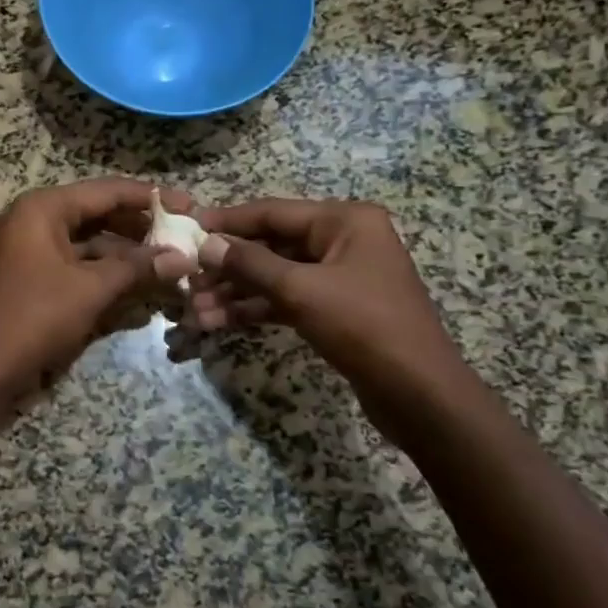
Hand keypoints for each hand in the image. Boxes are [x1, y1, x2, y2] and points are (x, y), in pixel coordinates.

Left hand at [0, 179, 194, 408]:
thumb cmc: (35, 317)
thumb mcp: (91, 289)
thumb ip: (138, 268)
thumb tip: (184, 259)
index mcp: (43, 208)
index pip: (106, 191)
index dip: (150, 198)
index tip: (190, 205)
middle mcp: (33, 218)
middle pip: (97, 212)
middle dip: (139, 227)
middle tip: (183, 236)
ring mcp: (28, 247)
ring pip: (87, 240)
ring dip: (125, 252)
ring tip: (168, 261)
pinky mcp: (30, 274)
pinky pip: (74, 261)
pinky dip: (103, 270)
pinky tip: (137, 283)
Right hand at [182, 200, 481, 443]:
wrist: (420, 395)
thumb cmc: (364, 327)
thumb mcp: (301, 290)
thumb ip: (250, 263)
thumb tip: (206, 244)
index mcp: (345, 221)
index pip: (273, 212)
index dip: (229, 220)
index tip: (189, 227)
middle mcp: (344, 240)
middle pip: (272, 245)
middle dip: (229, 266)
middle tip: (188, 278)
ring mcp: (340, 276)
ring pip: (276, 275)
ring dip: (236, 292)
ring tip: (195, 309)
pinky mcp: (335, 309)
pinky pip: (287, 299)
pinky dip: (256, 309)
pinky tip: (219, 322)